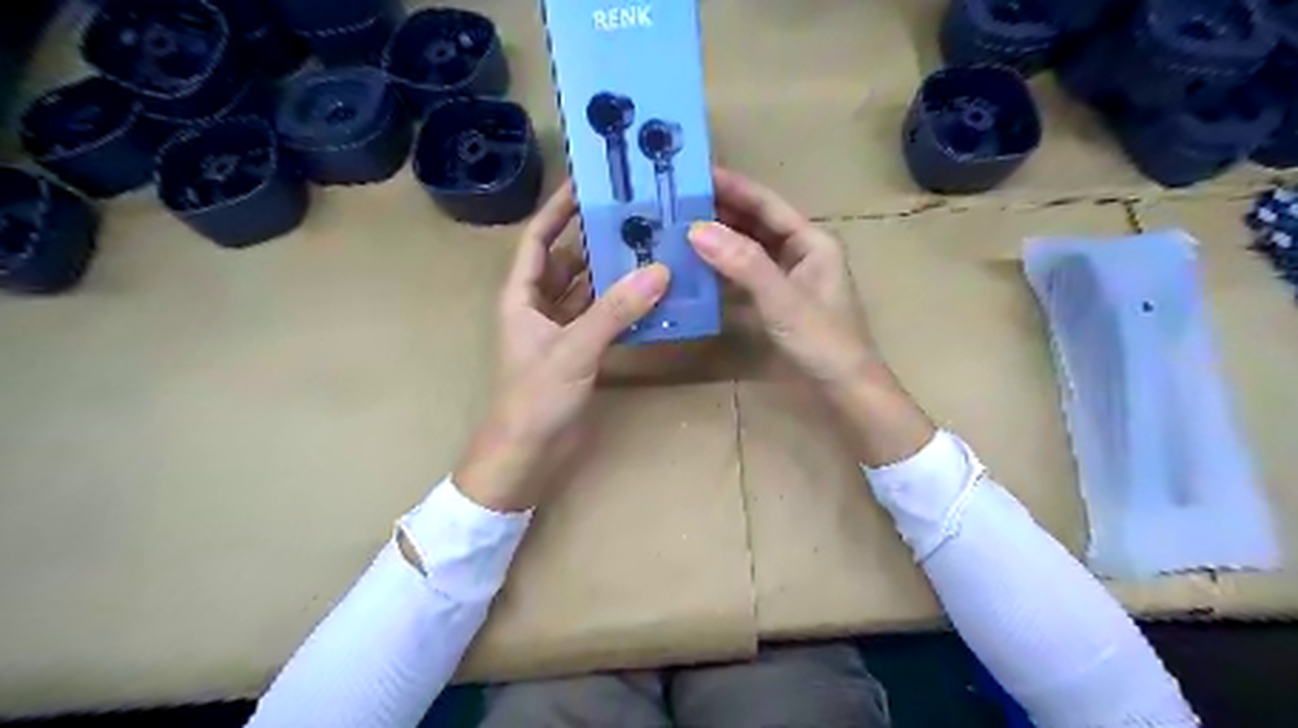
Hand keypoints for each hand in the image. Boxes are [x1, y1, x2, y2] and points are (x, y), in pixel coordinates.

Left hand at [452, 186, 669, 509]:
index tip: (588, 184)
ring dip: (615, 274)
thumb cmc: (535, 397)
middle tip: (636, 216)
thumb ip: (616, 311)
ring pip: (590, 290)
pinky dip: (625, 308)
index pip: (539, 239)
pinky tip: (653, 296)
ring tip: (651, 248)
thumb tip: (659, 271)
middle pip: (569, 261)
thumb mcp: (574, 349)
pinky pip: (604, 319)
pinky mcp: (580, 352)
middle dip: (597, 239)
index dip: (558, 210)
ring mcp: (562, 330)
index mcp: (522, 295)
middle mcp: (540, 306)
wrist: (528, 454)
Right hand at [689, 167, 870, 389]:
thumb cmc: (823, 342)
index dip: (733, 187)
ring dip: (720, 239)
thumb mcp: (783, 300)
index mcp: (812, 241)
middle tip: (677, 201)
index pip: (767, 205)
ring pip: (749, 249)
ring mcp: (789, 278)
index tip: (696, 173)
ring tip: (679, 227)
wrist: (845, 389)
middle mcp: (801, 253)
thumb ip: (743, 264)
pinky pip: (746, 275)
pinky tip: (697, 267)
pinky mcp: (778, 301)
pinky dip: (723, 268)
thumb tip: (697, 229)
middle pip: (756, 224)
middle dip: (721, 211)